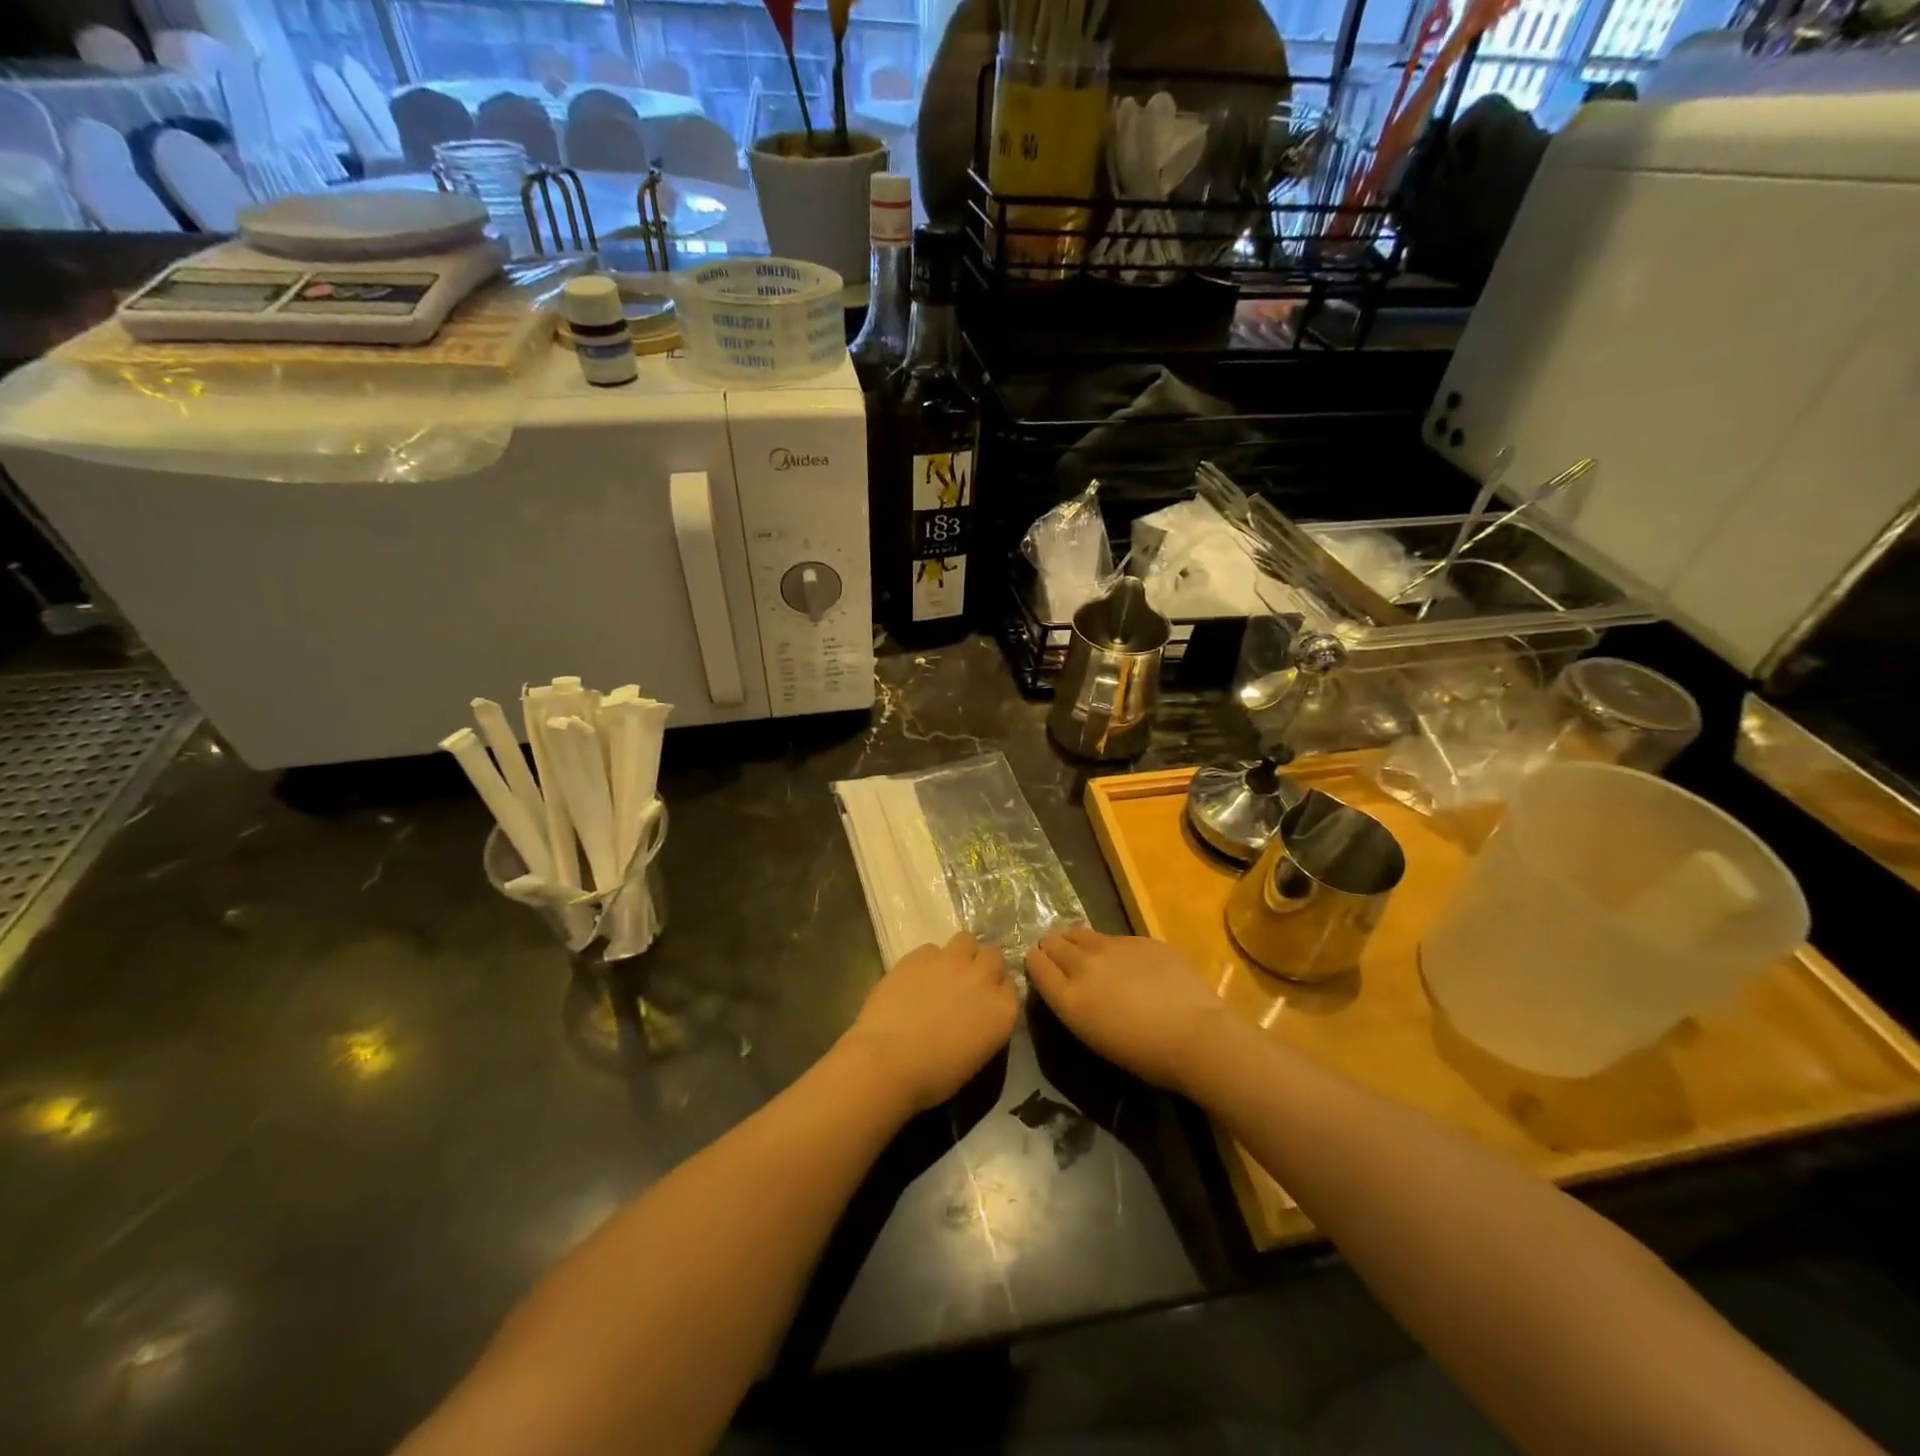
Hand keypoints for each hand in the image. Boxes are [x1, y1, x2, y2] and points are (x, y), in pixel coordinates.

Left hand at [842, 932, 1019, 1114]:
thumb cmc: (934, 1076)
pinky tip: (914, 978)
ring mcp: (952, 961)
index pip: (1010, 986)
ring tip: (943, 972)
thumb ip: (985, 1024)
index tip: (984, 1001)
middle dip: (983, 965)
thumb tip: (975, 1014)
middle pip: (993, 955)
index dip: (996, 991)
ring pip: (966, 940)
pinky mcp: (921, 954)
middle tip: (966, 983)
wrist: (888, 1061)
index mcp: (1003, 1009)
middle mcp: (983, 977)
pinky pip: (932, 949)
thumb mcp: (976, 1056)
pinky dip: (928, 960)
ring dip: (960, 953)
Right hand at [1026, 927, 1233, 1093]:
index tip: (1040, 966)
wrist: (1196, 1035)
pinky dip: (1111, 947)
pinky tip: (1128, 962)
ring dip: (1076, 940)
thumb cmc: (1144, 1054)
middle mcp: (1083, 965)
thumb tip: (1071, 985)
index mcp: (1069, 997)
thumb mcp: (1095, 1035)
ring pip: (1079, 932)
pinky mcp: (1139, 938)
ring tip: (1086, 952)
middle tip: (1060, 957)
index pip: (1036, 965)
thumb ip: (1075, 1003)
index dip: (1035, 963)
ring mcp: (1112, 946)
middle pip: (1053, 943)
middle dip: (1052, 947)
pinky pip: (1113, 937)